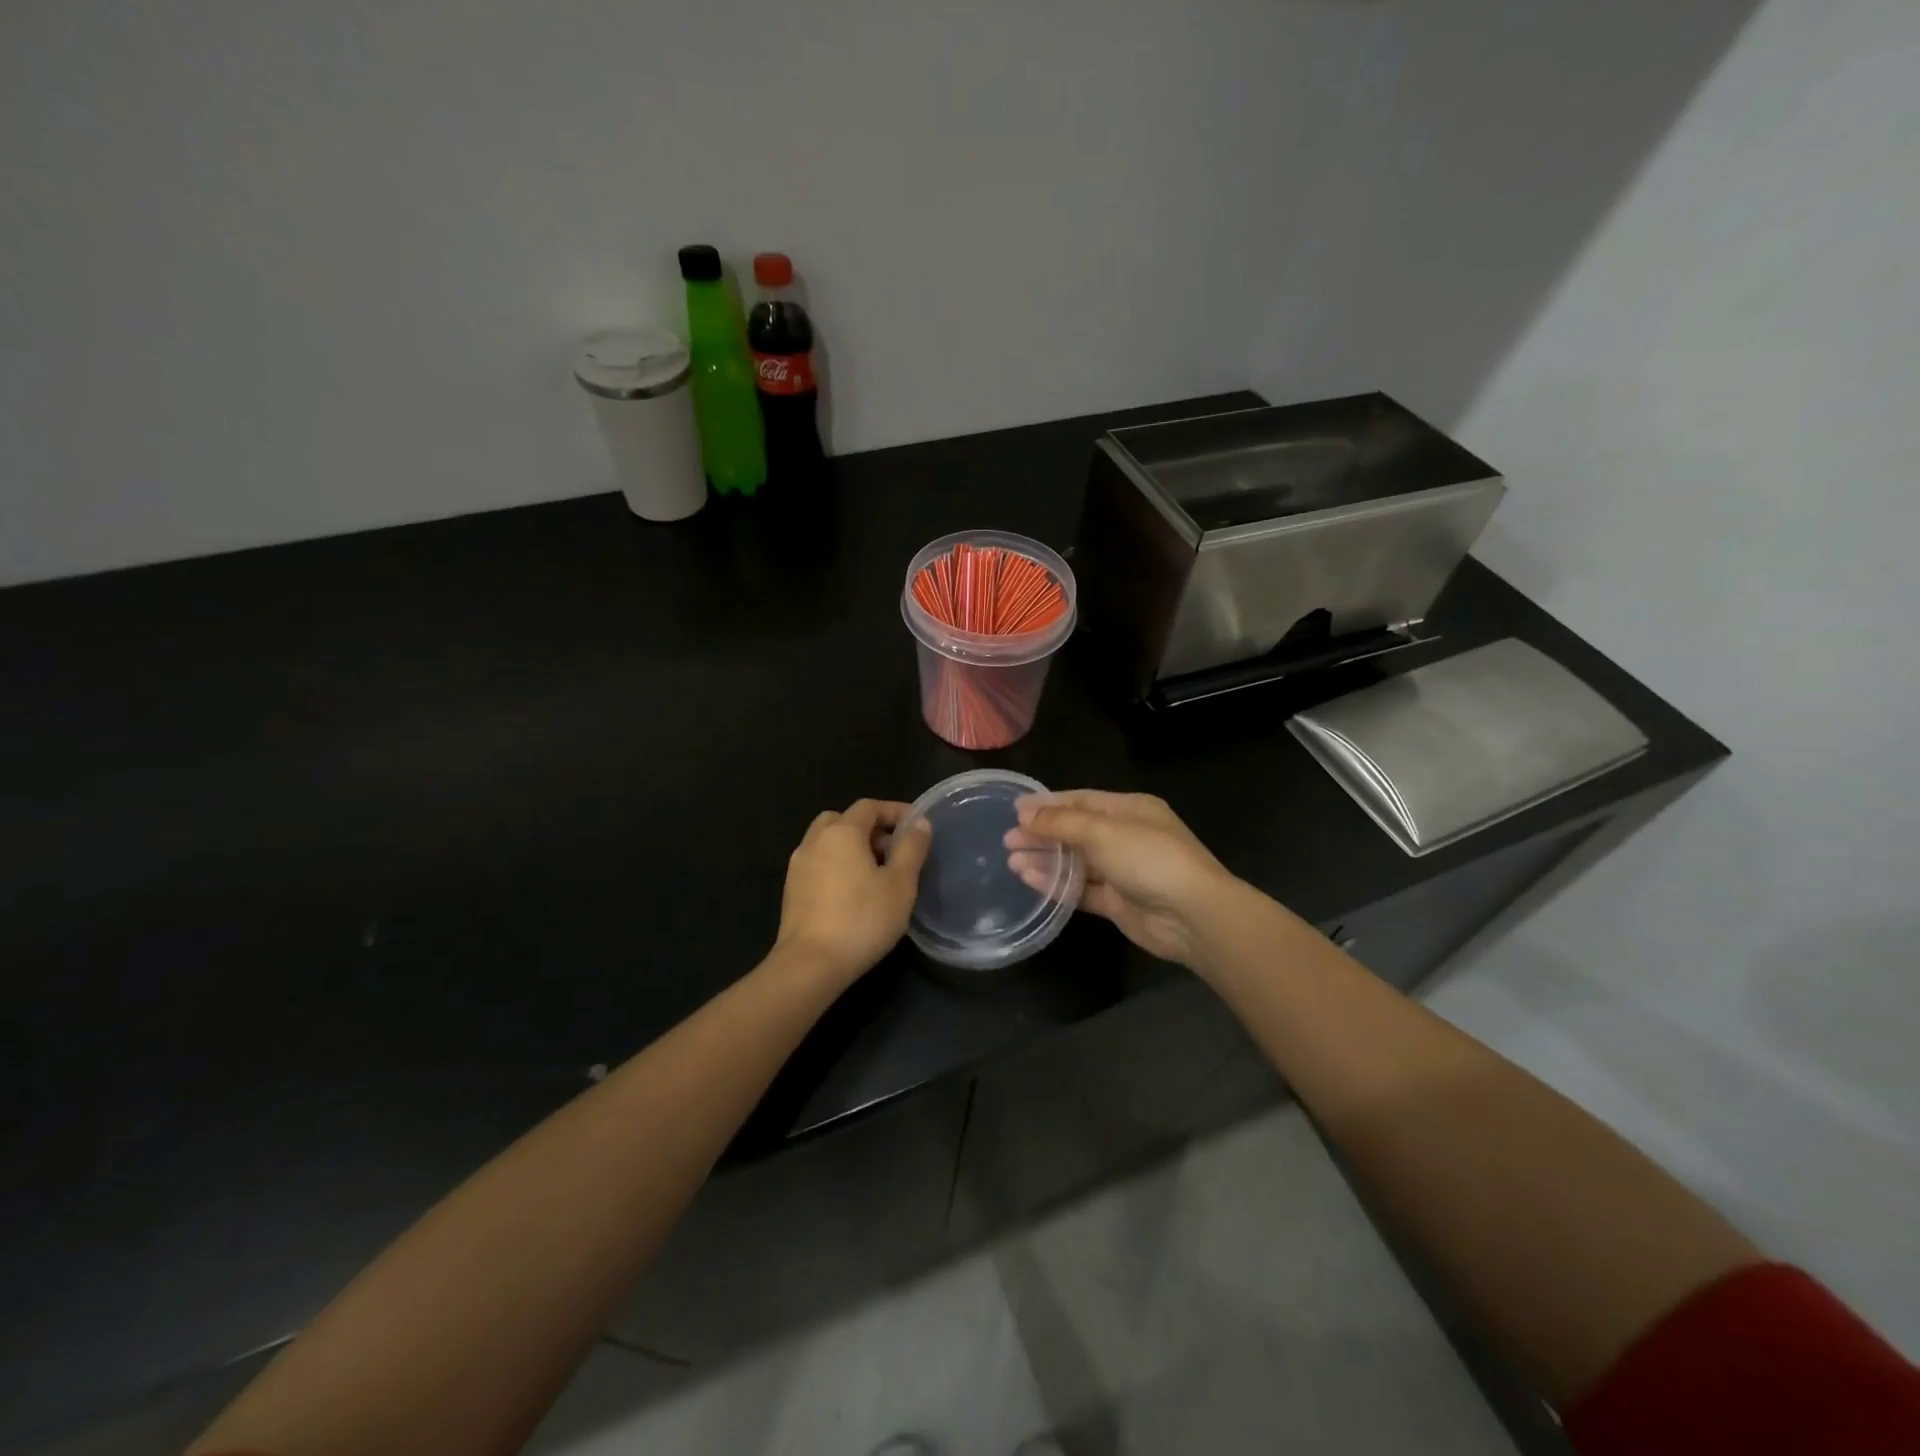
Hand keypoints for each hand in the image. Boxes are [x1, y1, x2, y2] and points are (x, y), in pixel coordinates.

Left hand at [776, 799, 932, 985]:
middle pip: (843, 819)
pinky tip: (853, 892)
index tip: (916, 826)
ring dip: (851, 846)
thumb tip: (919, 823)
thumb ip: (911, 848)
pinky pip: (818, 863)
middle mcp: (815, 841)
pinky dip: (836, 864)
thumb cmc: (862, 920)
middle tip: (893, 849)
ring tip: (876, 872)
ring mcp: (798, 865)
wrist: (810, 965)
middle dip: (870, 827)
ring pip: (827, 841)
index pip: (869, 807)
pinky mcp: (791, 890)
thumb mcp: (900, 884)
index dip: (895, 811)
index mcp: (841, 832)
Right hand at [1004, 790, 1239, 968]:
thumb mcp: (1102, 832)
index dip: (1048, 804)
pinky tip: (1030, 880)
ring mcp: (1123, 871)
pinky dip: (1057, 884)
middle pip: (1076, 832)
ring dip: (1046, 860)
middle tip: (1007, 839)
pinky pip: (1082, 889)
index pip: (1081, 801)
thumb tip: (1025, 814)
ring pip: (1077, 862)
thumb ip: (1061, 823)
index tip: (1015, 810)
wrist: (1192, 915)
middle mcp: (1126, 837)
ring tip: (1011, 861)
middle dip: (1042, 834)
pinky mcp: (1118, 902)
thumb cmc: (1148, 858)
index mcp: (1130, 809)